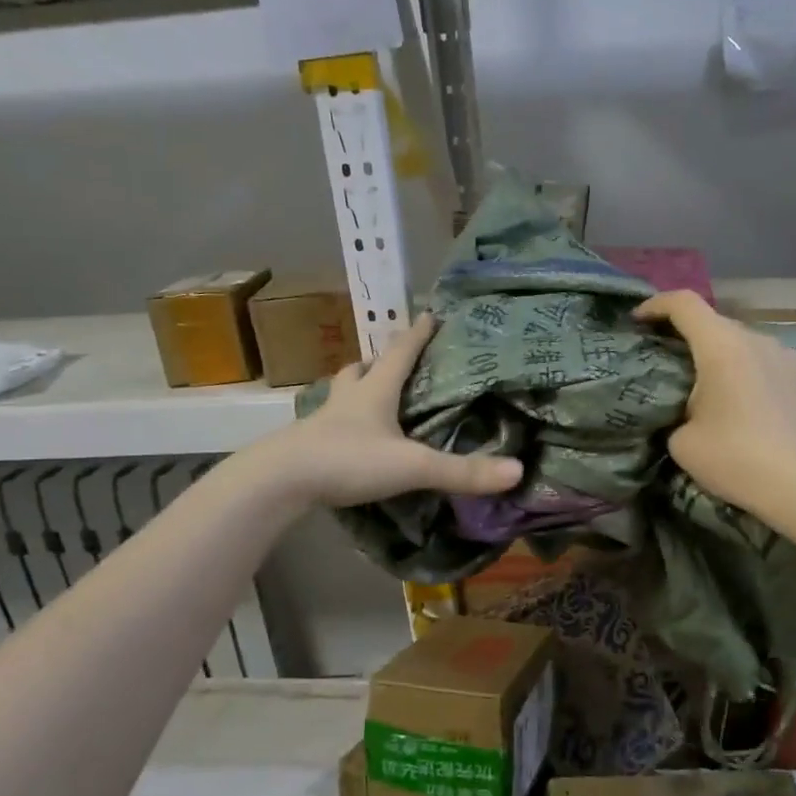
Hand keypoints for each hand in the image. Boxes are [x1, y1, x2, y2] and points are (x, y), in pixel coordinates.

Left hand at [275, 314, 522, 507]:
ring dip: (355, 389)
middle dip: (378, 361)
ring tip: (369, 395)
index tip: (430, 314)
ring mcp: (322, 423)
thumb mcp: (411, 465)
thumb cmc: (346, 460)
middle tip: (391, 361)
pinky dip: (342, 425)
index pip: (400, 354)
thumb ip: (462, 471)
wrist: (278, 482)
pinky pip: (328, 427)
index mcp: (374, 392)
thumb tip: (517, 471)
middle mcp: (347, 400)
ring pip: (340, 395)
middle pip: (360, 370)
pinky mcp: (307, 448)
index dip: (417, 334)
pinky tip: (350, 439)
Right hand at [635, 290, 795, 511]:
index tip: (639, 320)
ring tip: (722, 393)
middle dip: (693, 340)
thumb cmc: (732, 458)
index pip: (684, 304)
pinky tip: (756, 407)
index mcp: (722, 346)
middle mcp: (759, 339)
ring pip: (749, 346)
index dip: (657, 305)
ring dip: (729, 360)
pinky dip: (758, 376)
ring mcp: (791, 356)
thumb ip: (676, 411)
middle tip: (677, 368)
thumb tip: (687, 412)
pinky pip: (774, 366)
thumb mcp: (681, 441)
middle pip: (717, 325)